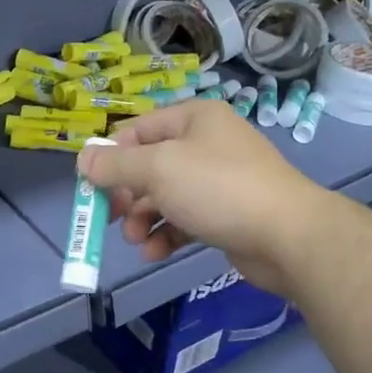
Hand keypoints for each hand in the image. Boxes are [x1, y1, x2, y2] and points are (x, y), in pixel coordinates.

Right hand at [78, 99, 325, 295]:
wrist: (288, 235)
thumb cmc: (218, 188)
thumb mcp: (158, 169)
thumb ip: (116, 165)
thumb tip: (83, 158)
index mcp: (193, 118)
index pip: (138, 129)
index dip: (111, 156)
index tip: (91, 185)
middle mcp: (206, 143)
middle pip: (149, 165)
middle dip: (127, 194)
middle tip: (111, 218)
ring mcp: (219, 180)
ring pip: (165, 195)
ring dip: (144, 219)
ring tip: (136, 241)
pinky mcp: (226, 214)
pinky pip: (186, 219)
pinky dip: (167, 234)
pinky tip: (155, 253)